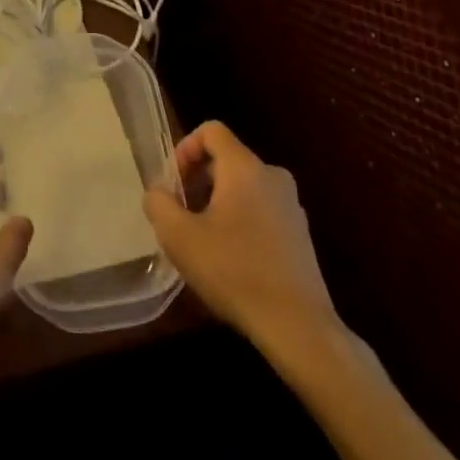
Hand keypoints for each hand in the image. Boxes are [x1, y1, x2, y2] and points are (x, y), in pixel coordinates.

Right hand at [144, 120, 337, 352]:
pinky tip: (232, 260)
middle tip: (183, 215)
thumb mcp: (180, 238)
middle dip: (199, 180)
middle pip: (226, 159)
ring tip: (205, 240)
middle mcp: (272, 175)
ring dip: (219, 203)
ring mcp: (291, 205)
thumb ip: (159, 204)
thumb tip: (158, 192)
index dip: (185, 148)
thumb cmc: (235, 272)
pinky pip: (262, 210)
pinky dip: (242, 221)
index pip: (211, 131)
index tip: (174, 184)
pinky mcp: (301, 233)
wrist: (299, 328)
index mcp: (245, 167)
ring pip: (244, 186)